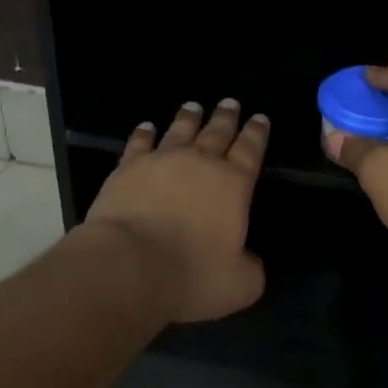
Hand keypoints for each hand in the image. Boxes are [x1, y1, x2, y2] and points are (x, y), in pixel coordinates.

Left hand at [83, 99, 269, 322]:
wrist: (128, 265)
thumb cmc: (191, 275)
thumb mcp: (239, 284)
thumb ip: (250, 268)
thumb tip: (249, 260)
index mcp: (234, 185)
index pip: (251, 150)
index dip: (257, 133)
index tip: (260, 118)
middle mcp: (200, 164)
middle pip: (217, 132)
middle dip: (226, 117)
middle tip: (230, 102)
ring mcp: (161, 161)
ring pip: (180, 130)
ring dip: (189, 118)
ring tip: (194, 106)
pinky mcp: (127, 168)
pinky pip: (139, 143)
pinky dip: (144, 133)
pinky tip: (146, 126)